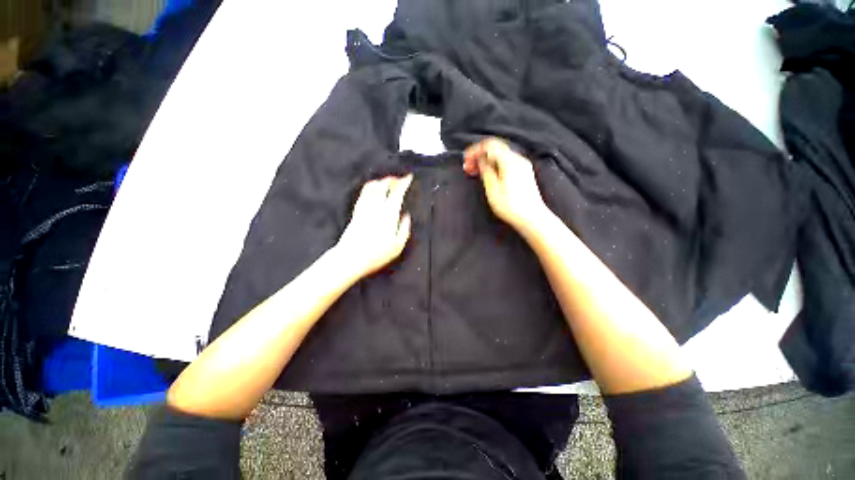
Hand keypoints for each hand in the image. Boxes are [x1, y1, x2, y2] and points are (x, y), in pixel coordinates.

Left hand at [335, 175, 413, 279]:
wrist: (350, 258)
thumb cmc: (376, 255)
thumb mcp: (397, 246)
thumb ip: (404, 229)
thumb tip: (406, 216)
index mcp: (388, 216)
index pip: (396, 193)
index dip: (403, 183)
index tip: (408, 177)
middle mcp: (376, 209)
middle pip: (384, 186)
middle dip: (393, 180)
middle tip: (399, 179)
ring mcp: (364, 209)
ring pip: (372, 188)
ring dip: (381, 181)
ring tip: (388, 181)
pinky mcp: (356, 212)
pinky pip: (363, 195)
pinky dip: (370, 187)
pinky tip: (373, 188)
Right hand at [464, 138, 547, 231]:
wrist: (532, 218)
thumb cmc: (511, 206)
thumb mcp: (493, 189)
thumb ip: (486, 171)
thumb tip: (481, 160)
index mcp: (510, 161)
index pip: (490, 145)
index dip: (476, 150)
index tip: (466, 159)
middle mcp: (518, 159)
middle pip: (496, 149)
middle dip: (480, 155)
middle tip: (468, 166)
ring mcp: (522, 166)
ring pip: (500, 156)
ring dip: (486, 161)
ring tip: (475, 171)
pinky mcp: (523, 173)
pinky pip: (506, 163)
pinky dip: (494, 165)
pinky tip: (487, 174)